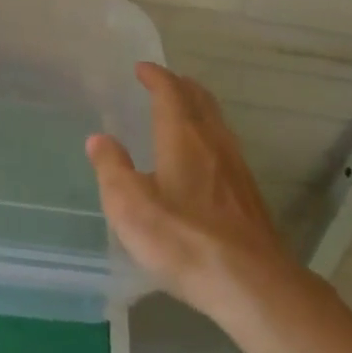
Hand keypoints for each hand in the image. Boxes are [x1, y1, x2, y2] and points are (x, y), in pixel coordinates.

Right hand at [87, 63, 292, 323]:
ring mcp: (236, 167)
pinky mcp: (249, 194)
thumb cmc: (183, 239)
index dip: (155, 76)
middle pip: (200, 100)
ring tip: (183, 111)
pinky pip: (226, 145)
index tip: (142, 68)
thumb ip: (112, 168)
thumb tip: (99, 139)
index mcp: (182, 136)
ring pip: (217, 122)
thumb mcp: (130, 206)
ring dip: (198, 108)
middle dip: (180, 86)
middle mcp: (213, 142)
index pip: (170, 92)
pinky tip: (205, 158)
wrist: (252, 284)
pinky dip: (210, 134)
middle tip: (164, 82)